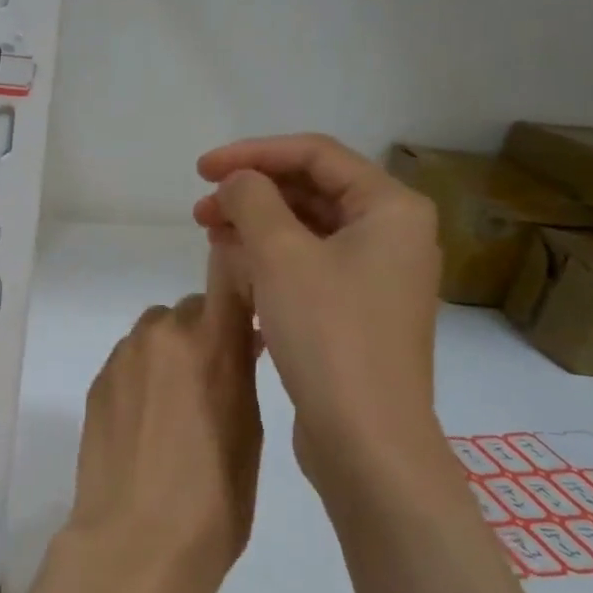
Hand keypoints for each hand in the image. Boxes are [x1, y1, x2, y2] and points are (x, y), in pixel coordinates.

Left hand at [40, 247, 262, 592]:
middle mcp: (159, 336)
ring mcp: (121, 359)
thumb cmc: (213, 500)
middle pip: (190, 310)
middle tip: (220, 377)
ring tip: (182, 403)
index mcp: (208, 343)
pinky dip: (145, 374)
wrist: (134, 543)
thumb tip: (242, 338)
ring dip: (173, 351)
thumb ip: (242, 372)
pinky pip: (130, 360)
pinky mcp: (97, 384)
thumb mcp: (250, 432)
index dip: (240, 282)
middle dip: (207, 332)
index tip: (252, 307)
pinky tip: (150, 420)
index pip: (225, 276)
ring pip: (156, 333)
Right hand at [193, 133, 443, 502]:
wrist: (366, 438)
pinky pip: (310, 268)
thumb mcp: (280, 256)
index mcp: (390, 208)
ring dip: (257, 227)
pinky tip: (235, 270)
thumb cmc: (328, 335)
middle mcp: (392, 235)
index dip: (254, 153)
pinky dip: (271, 261)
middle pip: (313, 192)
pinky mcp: (357, 312)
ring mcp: (376, 277)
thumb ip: (252, 201)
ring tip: (210, 237)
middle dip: (252, 194)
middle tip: (200, 209)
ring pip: (308, 232)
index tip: (202, 169)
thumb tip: (237, 183)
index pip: (316, 155)